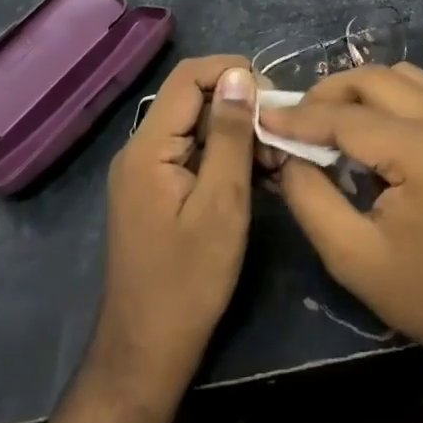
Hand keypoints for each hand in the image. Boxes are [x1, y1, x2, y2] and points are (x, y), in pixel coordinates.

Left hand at [94, 56, 256, 396]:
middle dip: (241, 106)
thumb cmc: (189, 280)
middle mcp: (141, 150)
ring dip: (238, 134)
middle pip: (193, 99)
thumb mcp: (221, 203)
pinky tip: (259, 176)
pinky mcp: (158, 191)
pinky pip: (194, 154)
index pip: (188, 77)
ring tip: (277, 160)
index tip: (273, 95)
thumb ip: (229, 134)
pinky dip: (226, 156)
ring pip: (197, 127)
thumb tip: (239, 74)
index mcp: (148, 148)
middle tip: (281, 135)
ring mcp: (147, 172)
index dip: (232, 71)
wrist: (148, 352)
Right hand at [262, 63, 422, 377]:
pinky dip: (390, 97)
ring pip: (402, 76)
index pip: (349, 118)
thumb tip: (288, 154)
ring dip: (361, 90)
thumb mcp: (352, 257)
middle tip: (296, 119)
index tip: (265, 118)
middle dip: (329, 93)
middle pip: (376, 79)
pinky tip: (370, 127)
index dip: (302, 118)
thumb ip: (310, 197)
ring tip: (330, 120)